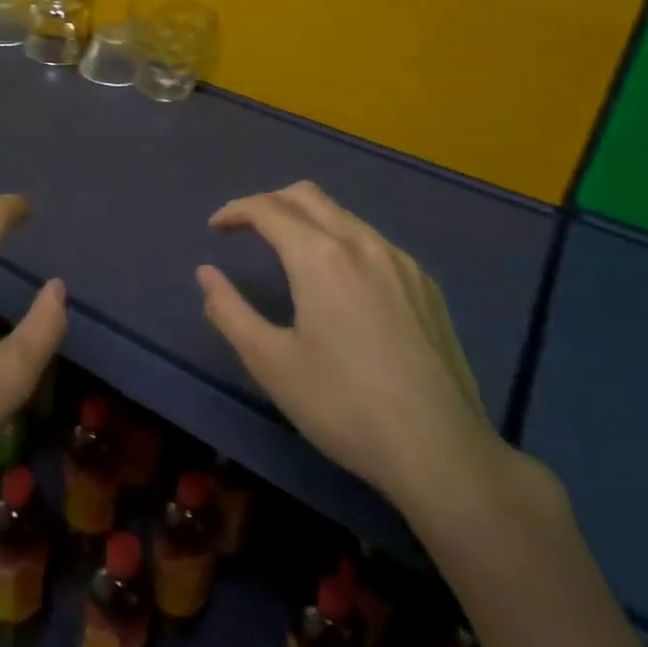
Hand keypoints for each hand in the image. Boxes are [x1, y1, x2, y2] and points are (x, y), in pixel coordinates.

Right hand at [197, 181, 515, 529]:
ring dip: (307, 219)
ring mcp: (401, 262)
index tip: (215, 228)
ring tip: (287, 253)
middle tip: (246, 230)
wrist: (441, 451)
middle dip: (270, 202)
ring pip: (344, 215)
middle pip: (307, 195)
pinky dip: (341, 241)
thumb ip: (229, 311)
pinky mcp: (426, 285)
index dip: (235, 211)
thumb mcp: (270, 363)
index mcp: (320, 256)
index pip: (268, 208)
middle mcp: (362, 243)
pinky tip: (340, 283)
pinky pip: (373, 242)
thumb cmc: (343, 406)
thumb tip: (206, 273)